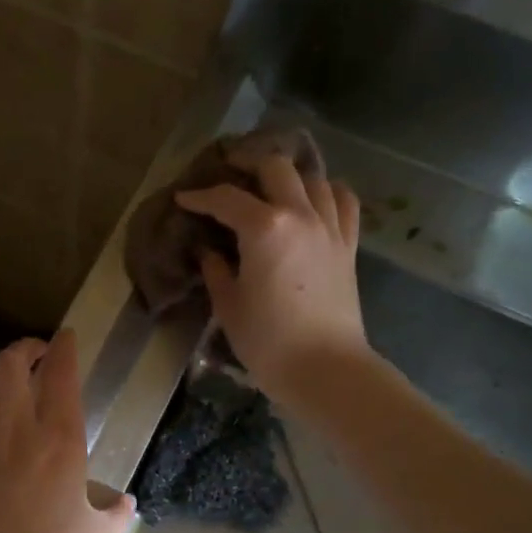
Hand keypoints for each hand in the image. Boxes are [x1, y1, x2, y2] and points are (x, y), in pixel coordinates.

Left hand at [0, 329, 134, 532]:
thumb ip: (117, 515)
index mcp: (61, 440)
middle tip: (34, 354)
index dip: (65, 349)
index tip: (66, 338)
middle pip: (12, 363)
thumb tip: (125, 502)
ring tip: (2, 387)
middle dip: (24, 348)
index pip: (63, 375)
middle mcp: (18, 428)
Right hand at [175, 154, 369, 401]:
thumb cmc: (267, 341)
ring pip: (313, 177)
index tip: (183, 199)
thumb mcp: (229, 305)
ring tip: (270, 185)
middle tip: (228, 174)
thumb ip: (217, 270)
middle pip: (275, 168)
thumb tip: (210, 251)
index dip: (200, 196)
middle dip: (248, 164)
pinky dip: (327, 191)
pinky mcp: (348, 245)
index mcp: (264, 228)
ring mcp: (330, 227)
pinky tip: (313, 199)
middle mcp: (300, 215)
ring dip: (288, 175)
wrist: (325, 368)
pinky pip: (344, 201)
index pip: (226, 199)